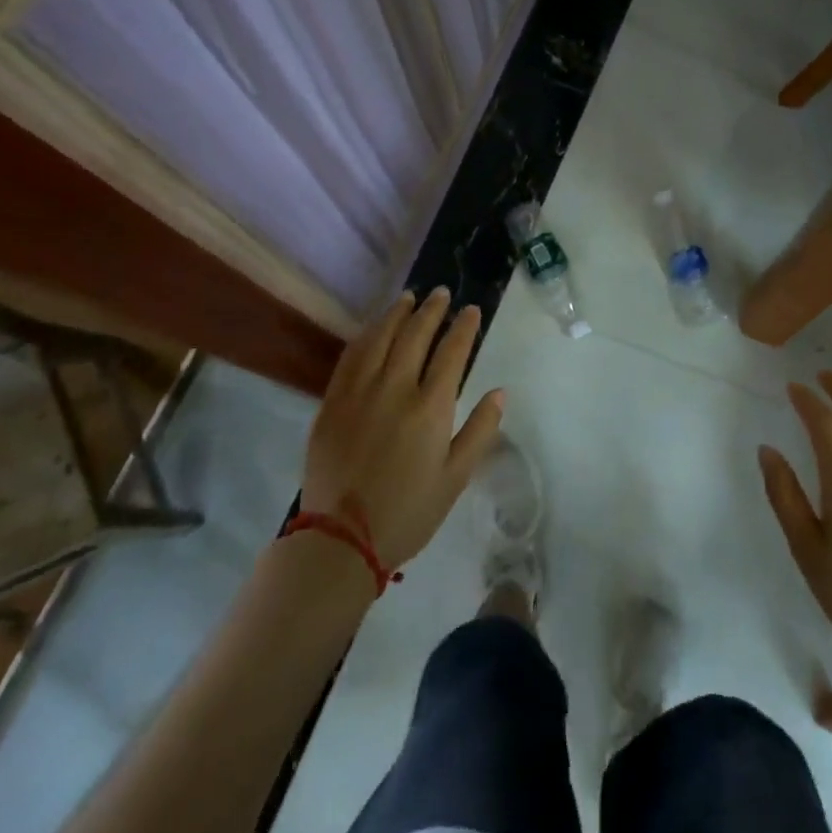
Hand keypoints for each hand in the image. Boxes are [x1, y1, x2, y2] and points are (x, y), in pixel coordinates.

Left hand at [301, 288, 504, 571]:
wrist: (341, 539)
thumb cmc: (408, 512)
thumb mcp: (456, 478)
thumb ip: (480, 430)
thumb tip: (499, 391)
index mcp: (430, 408)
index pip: (452, 352)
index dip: (464, 327)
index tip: (471, 310)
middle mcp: (395, 389)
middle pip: (415, 335)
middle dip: (432, 310)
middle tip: (442, 293)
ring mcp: (359, 392)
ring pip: (380, 338)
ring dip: (397, 313)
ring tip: (409, 298)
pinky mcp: (332, 402)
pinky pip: (350, 356)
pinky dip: (365, 335)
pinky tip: (373, 327)